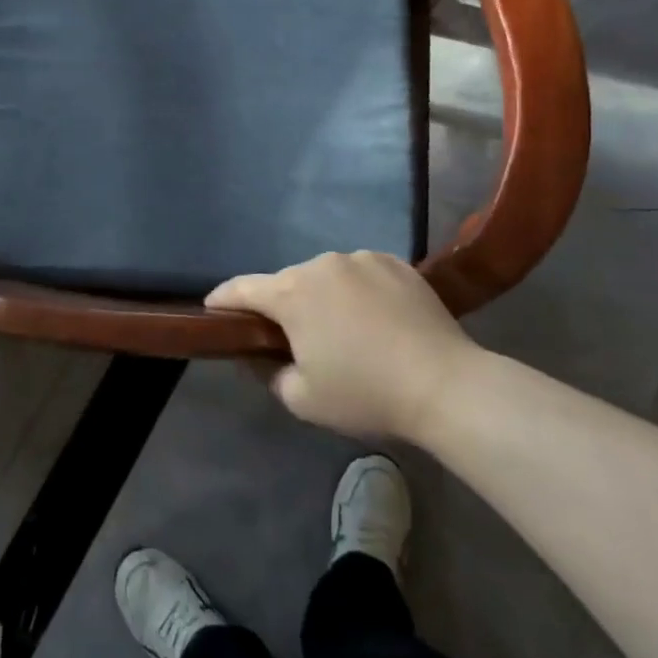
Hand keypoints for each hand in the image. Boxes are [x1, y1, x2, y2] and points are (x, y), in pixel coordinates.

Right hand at [207, 251, 480, 442]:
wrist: (445, 384)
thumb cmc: (365, 393)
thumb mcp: (303, 399)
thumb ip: (268, 373)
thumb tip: (259, 355)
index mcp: (292, 293)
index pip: (242, 288)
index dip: (222, 299)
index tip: (212, 308)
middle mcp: (321, 264)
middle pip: (288, 283)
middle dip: (283, 306)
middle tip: (293, 338)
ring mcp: (361, 258)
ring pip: (326, 276)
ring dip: (323, 297)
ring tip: (343, 330)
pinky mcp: (395, 262)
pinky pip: (361, 273)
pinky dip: (357, 291)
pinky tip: (376, 319)